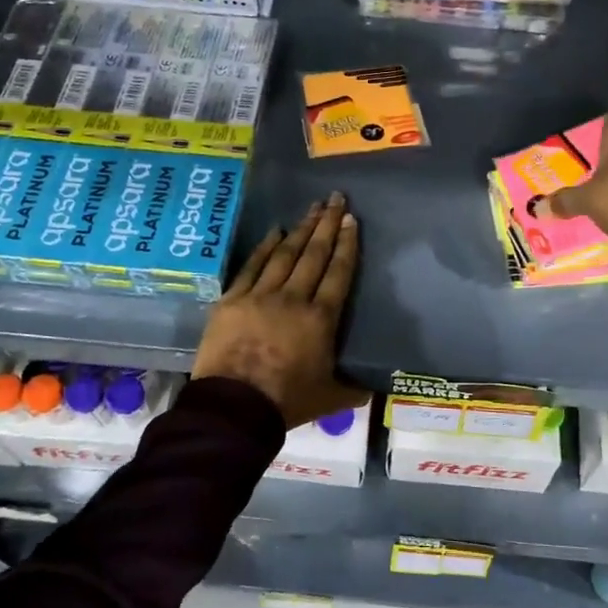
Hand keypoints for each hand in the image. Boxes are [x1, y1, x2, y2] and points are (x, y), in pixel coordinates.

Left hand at [193, 193, 368, 428]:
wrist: (234, 408)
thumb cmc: (287, 402)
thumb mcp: (330, 398)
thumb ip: (354, 388)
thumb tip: (375, 387)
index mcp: (321, 319)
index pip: (338, 273)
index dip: (346, 245)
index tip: (351, 220)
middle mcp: (293, 298)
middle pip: (314, 255)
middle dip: (326, 225)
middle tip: (336, 199)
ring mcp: (260, 296)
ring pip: (285, 254)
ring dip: (301, 229)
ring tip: (312, 207)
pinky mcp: (232, 300)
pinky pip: (252, 266)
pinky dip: (265, 247)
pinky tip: (275, 231)